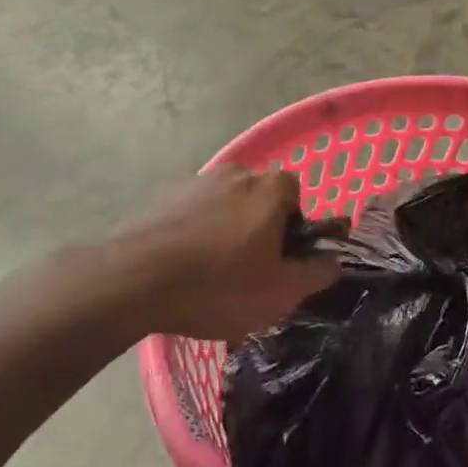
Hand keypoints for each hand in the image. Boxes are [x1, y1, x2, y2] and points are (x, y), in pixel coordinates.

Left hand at [105, 166, 339, 341]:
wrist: (132, 280)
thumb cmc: (218, 285)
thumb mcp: (280, 292)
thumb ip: (316, 273)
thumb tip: (335, 260)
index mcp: (268, 189)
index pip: (295, 192)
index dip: (293, 224)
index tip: (280, 257)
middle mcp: (234, 173)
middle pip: (257, 196)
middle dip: (257, 226)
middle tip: (248, 269)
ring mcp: (193, 182)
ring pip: (222, 205)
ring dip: (222, 229)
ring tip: (209, 272)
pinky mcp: (159, 197)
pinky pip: (189, 213)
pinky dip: (191, 232)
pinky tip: (179, 267)